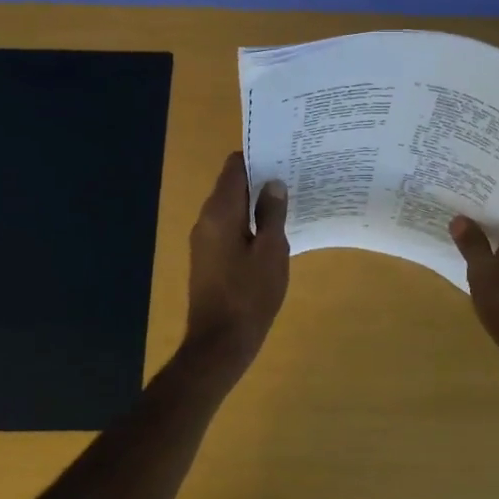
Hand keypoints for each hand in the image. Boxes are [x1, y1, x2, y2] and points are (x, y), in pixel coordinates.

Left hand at [185, 152, 290, 366]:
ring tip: (289, 203)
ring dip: (256, 203)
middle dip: (260, 180)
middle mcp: (206, 219)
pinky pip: (229, 228)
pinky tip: (272, 233)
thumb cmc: (250, 295)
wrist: (219, 343)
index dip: (259, 157)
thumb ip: (273, 213)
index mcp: (220, 211)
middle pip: (232, 185)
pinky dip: (248, 223)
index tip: (285, 155)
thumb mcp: (272, 252)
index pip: (234, 167)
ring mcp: (204, 240)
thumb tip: (274, 183)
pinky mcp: (208, 259)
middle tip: (295, 177)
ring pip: (231, 208)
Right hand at [451, 208, 498, 395]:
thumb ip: (471, 242)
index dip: (481, 195)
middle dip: (479, 216)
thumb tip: (460, 218)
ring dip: (484, 239)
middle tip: (447, 207)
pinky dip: (491, 258)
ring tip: (452, 231)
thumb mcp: (483, 272)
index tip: (456, 189)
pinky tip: (468, 260)